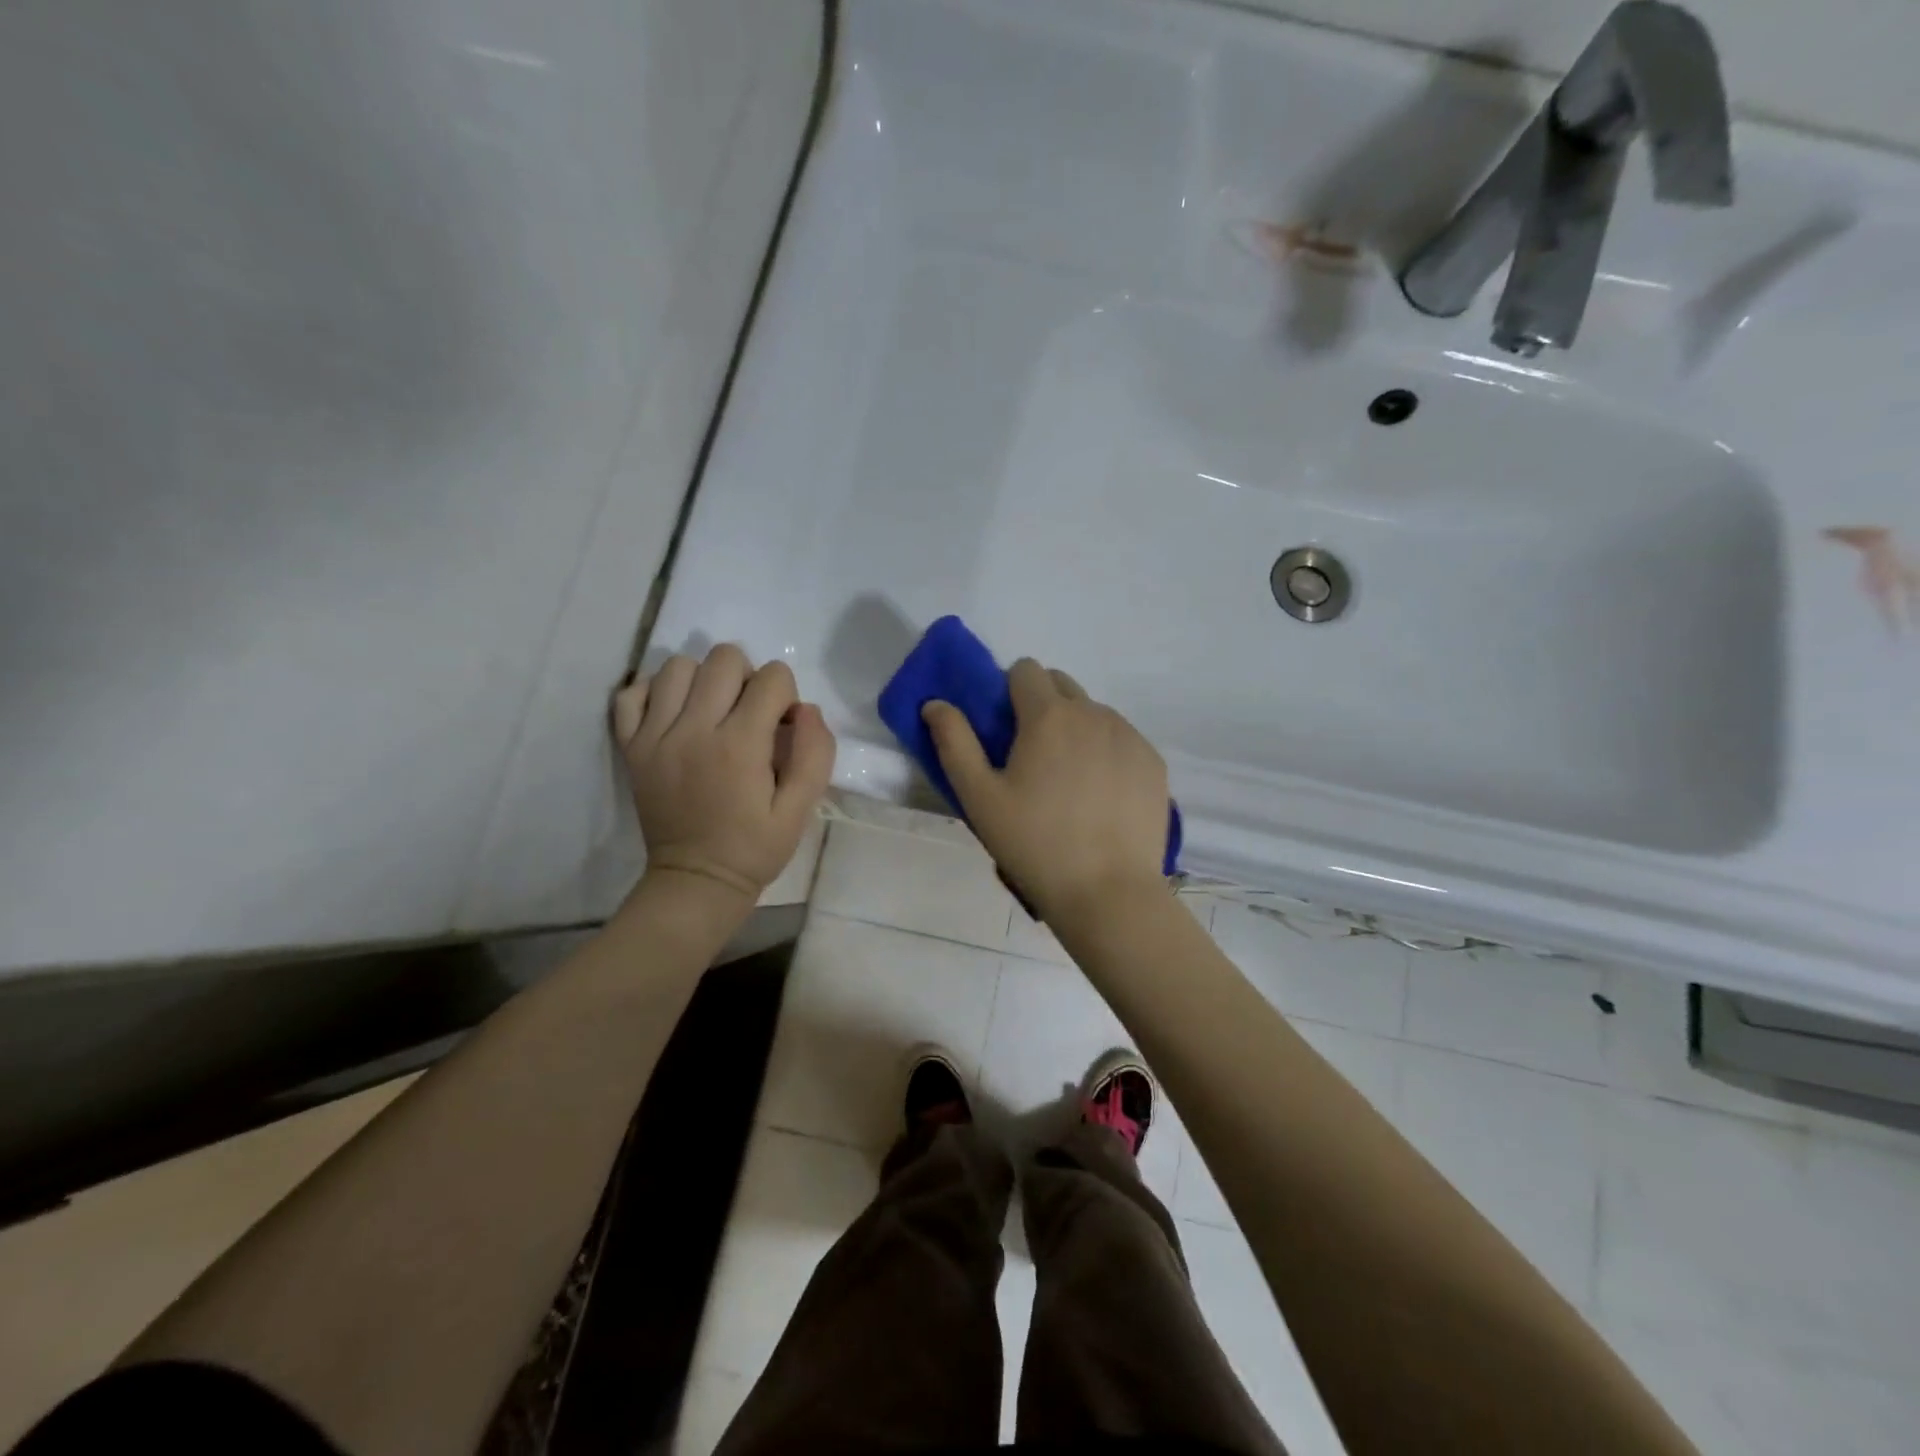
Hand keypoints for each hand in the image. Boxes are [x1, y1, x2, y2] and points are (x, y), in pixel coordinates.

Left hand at [613, 645, 835, 908]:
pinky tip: (674, 714)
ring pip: (677, 666)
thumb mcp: (801, 809)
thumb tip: (806, 709)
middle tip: (748, 714)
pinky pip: (632, 693)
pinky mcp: (631, 747)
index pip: (773, 677)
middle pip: (724, 658)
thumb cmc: (755, 847)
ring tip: (711, 711)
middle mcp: (694, 729)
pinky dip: (655, 693)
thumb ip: (814, 754)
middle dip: (748, 677)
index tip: (782, 727)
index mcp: (741, 745)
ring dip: (703, 680)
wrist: (696, 880)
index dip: (786, 696)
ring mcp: (655, 736)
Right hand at [922, 659, 1167, 923]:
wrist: (1109, 892)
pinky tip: (1100, 797)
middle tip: (1032, 757)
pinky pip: (1122, 739)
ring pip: (1093, 712)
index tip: (1005, 731)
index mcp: (1049, 715)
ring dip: (1076, 729)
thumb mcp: (979, 797)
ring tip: (1068, 783)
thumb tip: (935, 703)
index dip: (1008, 692)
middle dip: (1042, 705)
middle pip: (1061, 685)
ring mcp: (1129, 736)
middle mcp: (1094, 713)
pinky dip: (1106, 752)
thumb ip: (954, 742)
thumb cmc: (1034, 844)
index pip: (1025, 670)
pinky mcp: (1153, 762)